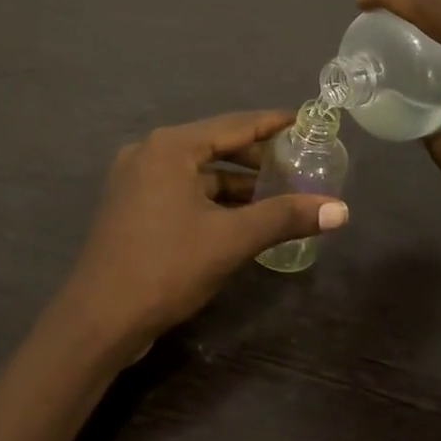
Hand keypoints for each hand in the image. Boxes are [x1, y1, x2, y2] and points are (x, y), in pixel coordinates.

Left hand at [52, 110, 349, 363]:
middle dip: (256, 158)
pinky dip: (213, 201)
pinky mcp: (132, 209)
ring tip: (278, 196)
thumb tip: (341, 210)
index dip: (272, 123)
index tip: (305, 120)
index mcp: (169, 147)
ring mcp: (135, 182)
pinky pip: (182, 192)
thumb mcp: (232, 240)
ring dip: (236, 185)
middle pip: (214, 145)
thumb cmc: (166, 267)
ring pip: (198, 174)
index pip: (233, 124)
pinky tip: (241, 218)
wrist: (98, 320)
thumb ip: (285, 217)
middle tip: (297, 165)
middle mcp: (148, 154)